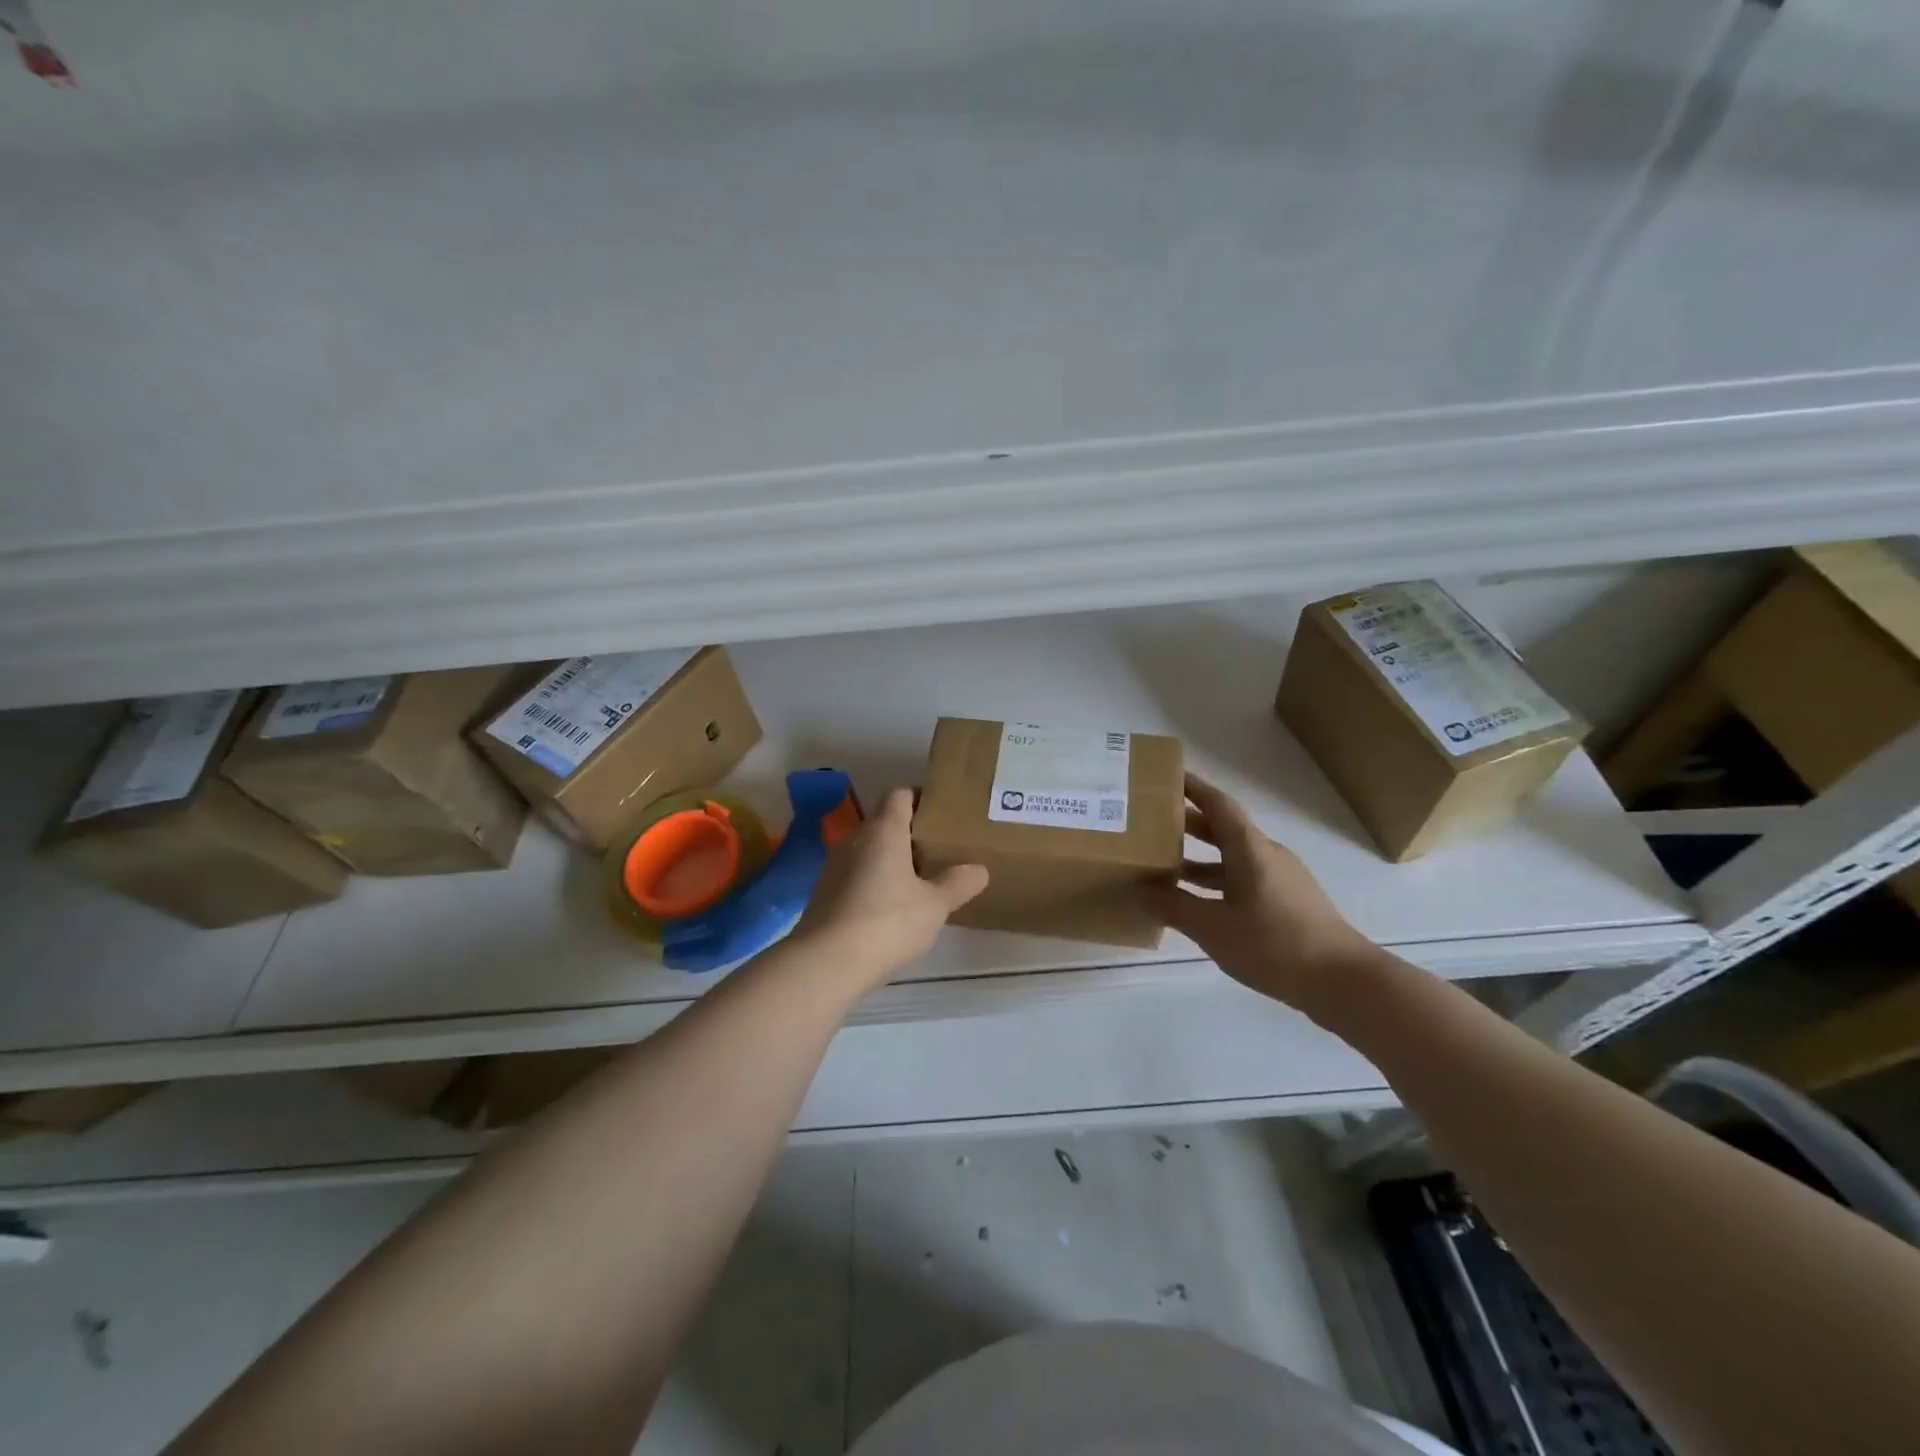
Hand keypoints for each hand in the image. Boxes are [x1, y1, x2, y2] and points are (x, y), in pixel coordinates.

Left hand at [793, 788, 988, 987]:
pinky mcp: (824, 891)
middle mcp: (856, 838)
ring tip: (917, 880)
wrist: (826, 961)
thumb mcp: (934, 906)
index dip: (921, 798)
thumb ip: (958, 884)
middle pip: (884, 822)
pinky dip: (872, 881)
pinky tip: (889, 907)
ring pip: (868, 849)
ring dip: (890, 859)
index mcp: (884, 830)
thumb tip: (979, 870)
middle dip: (909, 833)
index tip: (942, 814)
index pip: (901, 794)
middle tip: (938, 851)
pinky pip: (855, 874)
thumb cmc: (887, 922)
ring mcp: (835, 864)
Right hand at [1143, 773, 1377, 1018]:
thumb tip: (1140, 891)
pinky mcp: (1288, 901)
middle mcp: (1266, 854)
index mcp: (1249, 848)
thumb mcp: (1214, 928)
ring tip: (1165, 865)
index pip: (1217, 804)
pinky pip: (1244, 878)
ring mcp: (1281, 878)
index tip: (1165, 775)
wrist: (1343, 981)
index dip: (1191, 787)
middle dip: (1188, 823)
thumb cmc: (1275, 944)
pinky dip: (1217, 881)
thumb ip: (1174, 907)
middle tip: (1150, 821)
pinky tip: (1199, 903)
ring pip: (1233, 857)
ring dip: (1200, 857)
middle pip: (1223, 828)